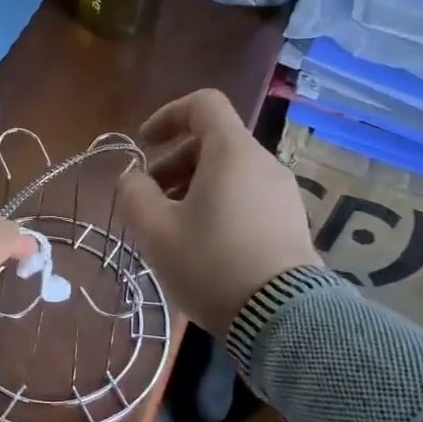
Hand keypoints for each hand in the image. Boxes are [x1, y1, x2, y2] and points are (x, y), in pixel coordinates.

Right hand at [117, 89, 320, 334]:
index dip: (167, 115)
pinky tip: (202, 245)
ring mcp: (282, 193)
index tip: (144, 144)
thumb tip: (132, 179)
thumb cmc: (211, 263)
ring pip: (229, 172)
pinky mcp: (290, 222)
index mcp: (232, 152)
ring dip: (192, 187)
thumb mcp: (156, 231)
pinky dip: (217, 204)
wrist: (282, 316)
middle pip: (213, 142)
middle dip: (173, 162)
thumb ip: (134, 195)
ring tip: (171, 227)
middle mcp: (263, 163)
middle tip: (149, 198)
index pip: (203, 104)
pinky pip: (246, 196)